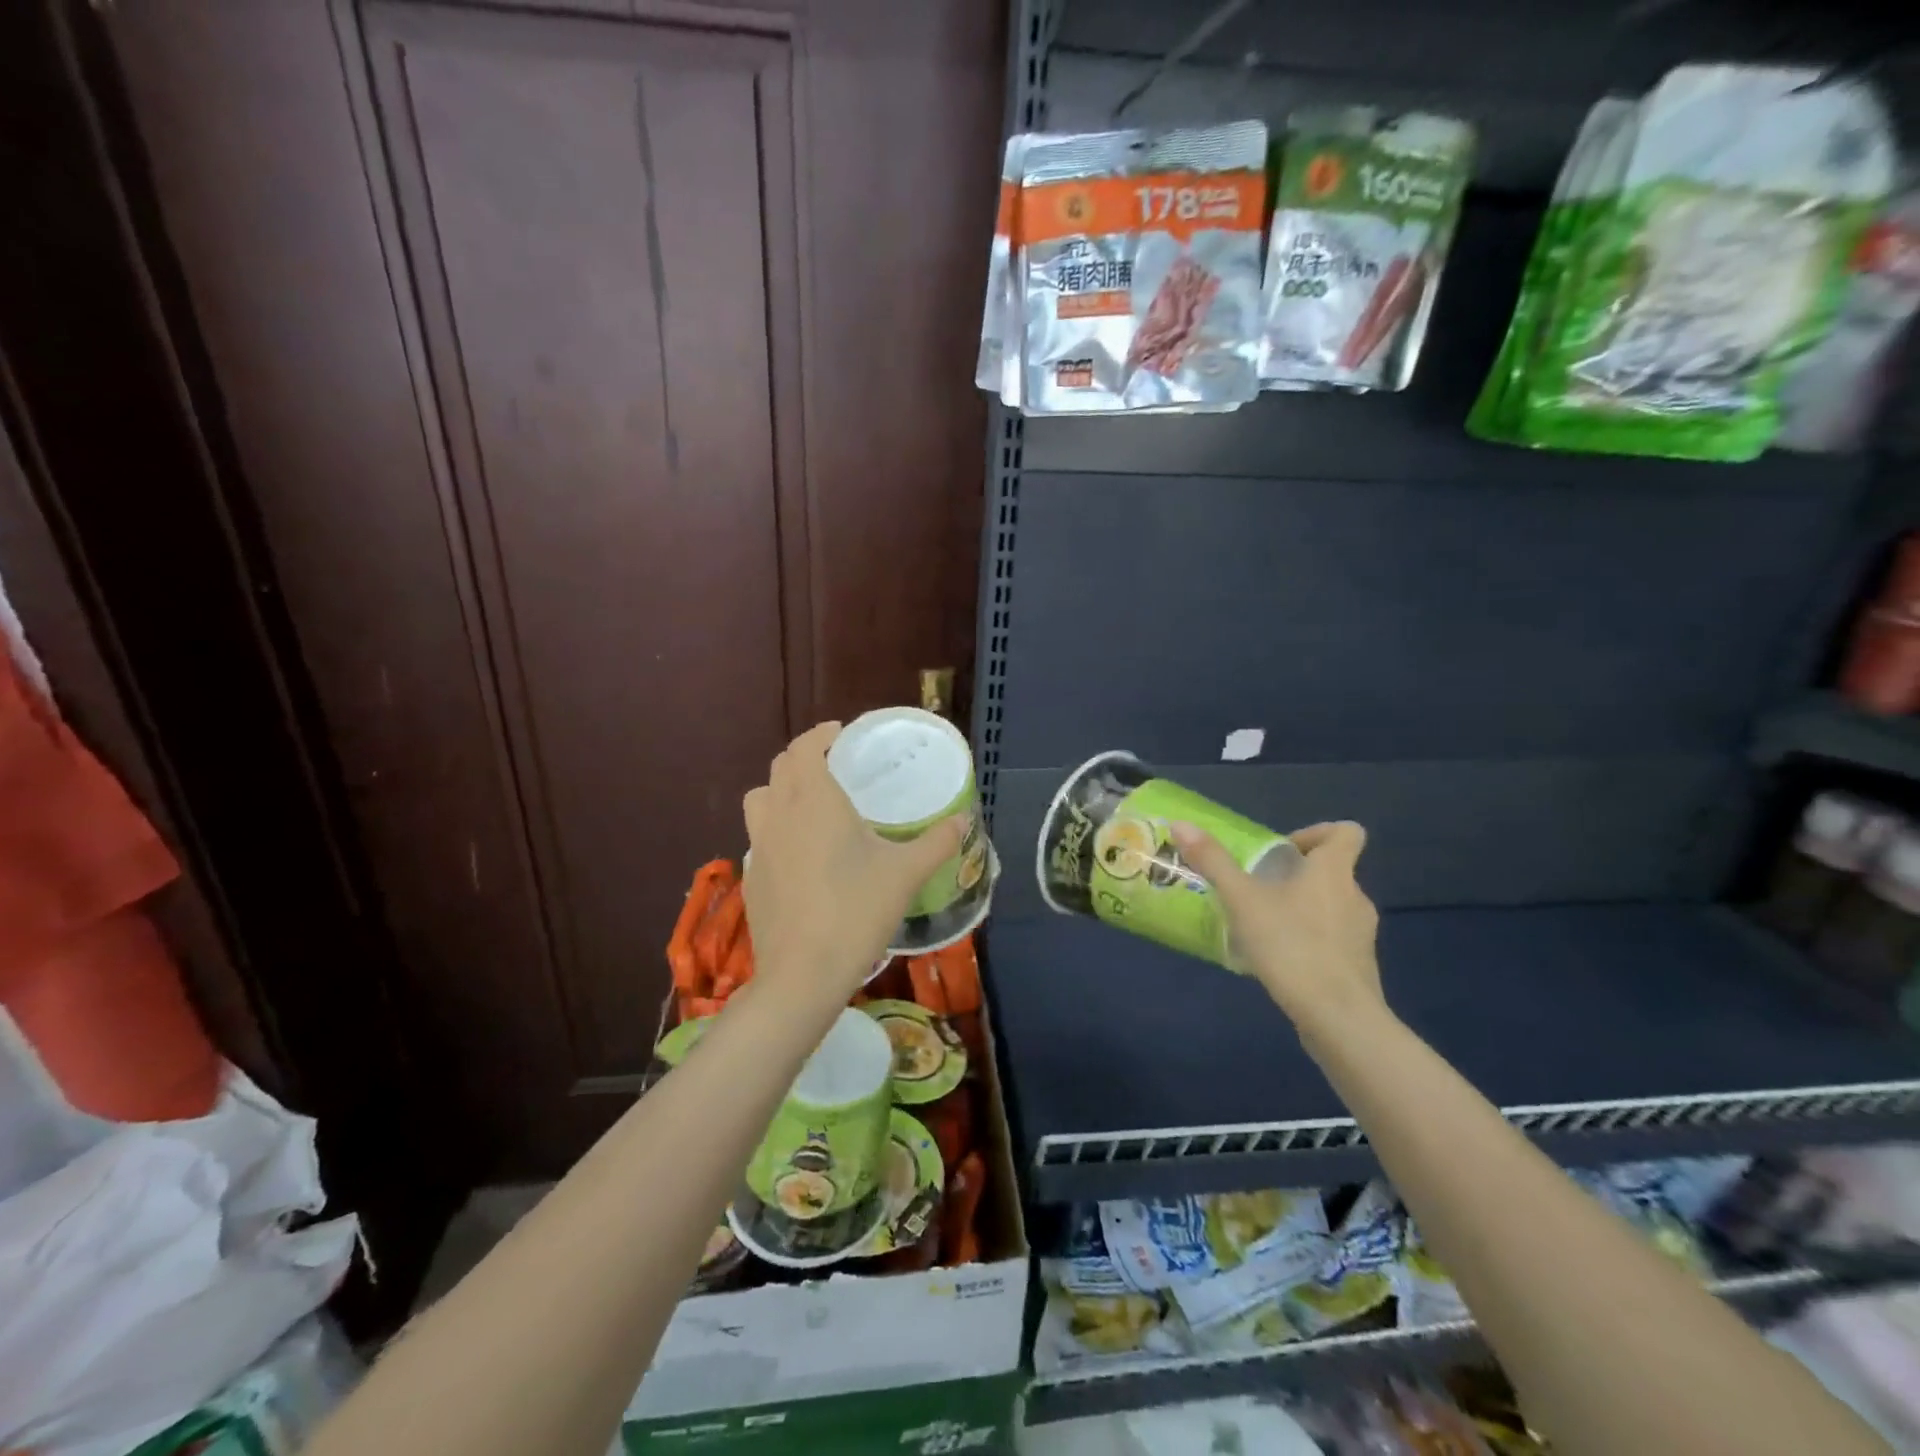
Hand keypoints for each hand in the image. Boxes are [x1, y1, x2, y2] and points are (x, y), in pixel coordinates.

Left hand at [741, 722, 966, 1006]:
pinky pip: (760, 836)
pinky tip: (801, 854)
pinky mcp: (752, 877)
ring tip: (810, 804)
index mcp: (814, 801)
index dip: (820, 734)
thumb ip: (937, 842)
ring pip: (761, 800)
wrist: (803, 974)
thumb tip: (964, 820)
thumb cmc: (856, 911)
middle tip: (833, 765)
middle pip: (780, 768)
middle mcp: (779, 815)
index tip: (840, 733)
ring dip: (781, 789)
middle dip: (804, 758)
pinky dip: (776, 828)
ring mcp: (759, 847)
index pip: (804, 748)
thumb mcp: (905, 874)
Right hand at [1170, 821, 1384, 1049]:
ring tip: (1263, 926)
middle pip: (1333, 871)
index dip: (1317, 832)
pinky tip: (1280, 959)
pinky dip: (1310, 940)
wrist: (1338, 1018)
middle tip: (1259, 889)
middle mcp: (1355, 897)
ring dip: (1302, 908)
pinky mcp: (1358, 966)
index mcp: (1333, 872)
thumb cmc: (1292, 946)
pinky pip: (1333, 939)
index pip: (1347, 832)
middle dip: (1297, 875)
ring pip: (1333, 906)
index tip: (1284, 850)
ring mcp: (1362, 934)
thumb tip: (1181, 824)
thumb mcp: (1242, 901)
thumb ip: (1213, 862)